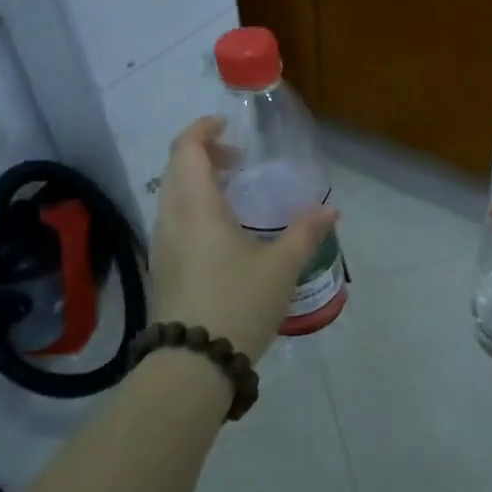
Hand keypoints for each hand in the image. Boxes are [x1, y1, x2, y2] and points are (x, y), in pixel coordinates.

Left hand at [149, 117, 337, 362]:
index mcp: (196, 206)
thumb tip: (330, 210)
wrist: (192, 364)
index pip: (185, 148)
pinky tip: (222, 233)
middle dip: (203, 155)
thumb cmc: (237, 303)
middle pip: (176, 169)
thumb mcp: (280, 268)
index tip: (228, 127)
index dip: (203, 129)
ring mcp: (160, 245)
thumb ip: (306, 233)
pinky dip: (193, 209)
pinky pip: (173, 221)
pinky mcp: (161, 268)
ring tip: (234, 195)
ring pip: (172, 196)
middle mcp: (170, 218)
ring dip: (198, 183)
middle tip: (238, 161)